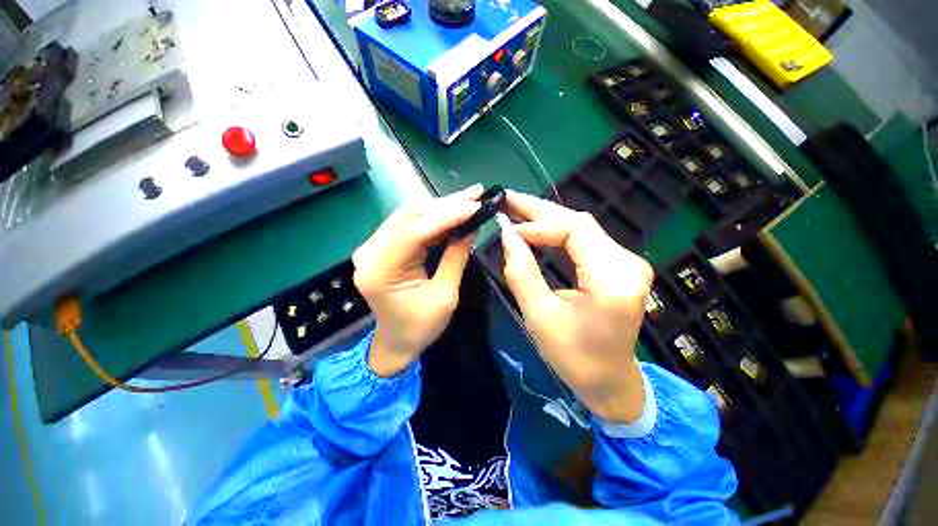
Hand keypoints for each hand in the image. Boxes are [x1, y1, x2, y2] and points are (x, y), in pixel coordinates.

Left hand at [353, 185, 482, 376]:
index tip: (475, 204)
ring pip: (409, 215)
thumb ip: (456, 257)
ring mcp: (372, 247)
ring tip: (468, 199)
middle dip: (445, 204)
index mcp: (380, 271)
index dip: (447, 215)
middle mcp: (369, 253)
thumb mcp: (445, 296)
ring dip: (440, 206)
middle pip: (409, 216)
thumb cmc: (420, 327)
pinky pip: (408, 224)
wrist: (396, 342)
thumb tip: (471, 226)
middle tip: (475, 194)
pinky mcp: (381, 247)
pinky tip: (452, 211)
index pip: (414, 231)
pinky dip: (432, 217)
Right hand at [500, 191, 653, 422]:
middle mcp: (627, 263)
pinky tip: (536, 230)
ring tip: (516, 210)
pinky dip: (557, 233)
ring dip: (546, 219)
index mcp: (613, 279)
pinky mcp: (619, 267)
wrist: (609, 381)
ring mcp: (626, 263)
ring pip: (581, 228)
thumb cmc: (573, 357)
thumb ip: (521, 271)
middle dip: (539, 211)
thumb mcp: (539, 315)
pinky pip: (584, 241)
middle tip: (507, 199)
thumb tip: (507, 234)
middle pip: (579, 222)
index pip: (575, 229)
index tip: (509, 228)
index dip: (539, 224)